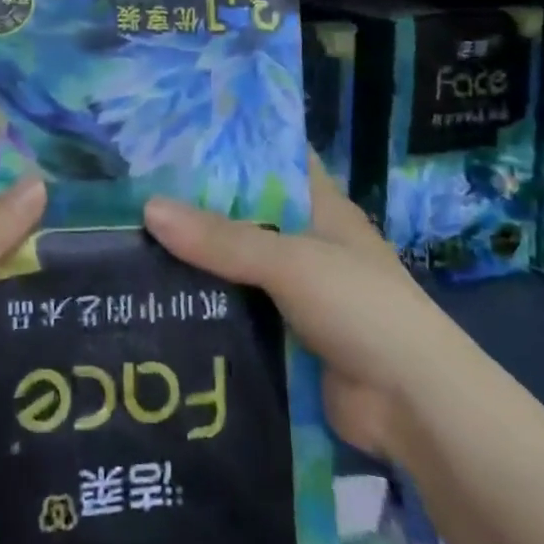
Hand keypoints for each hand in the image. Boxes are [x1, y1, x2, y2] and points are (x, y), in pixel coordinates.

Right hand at [143, 159, 426, 461]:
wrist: (413, 406)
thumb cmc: (361, 308)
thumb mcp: (291, 262)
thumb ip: (222, 240)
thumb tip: (148, 209)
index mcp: (321, 208)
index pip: (274, 161)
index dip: (233, 146)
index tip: (177, 137)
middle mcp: (307, 243)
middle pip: (246, 216)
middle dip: (198, 207)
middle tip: (134, 191)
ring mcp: (296, 292)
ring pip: (236, 267)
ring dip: (196, 262)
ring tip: (130, 242)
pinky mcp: (284, 336)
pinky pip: (236, 312)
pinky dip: (205, 307)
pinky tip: (157, 301)